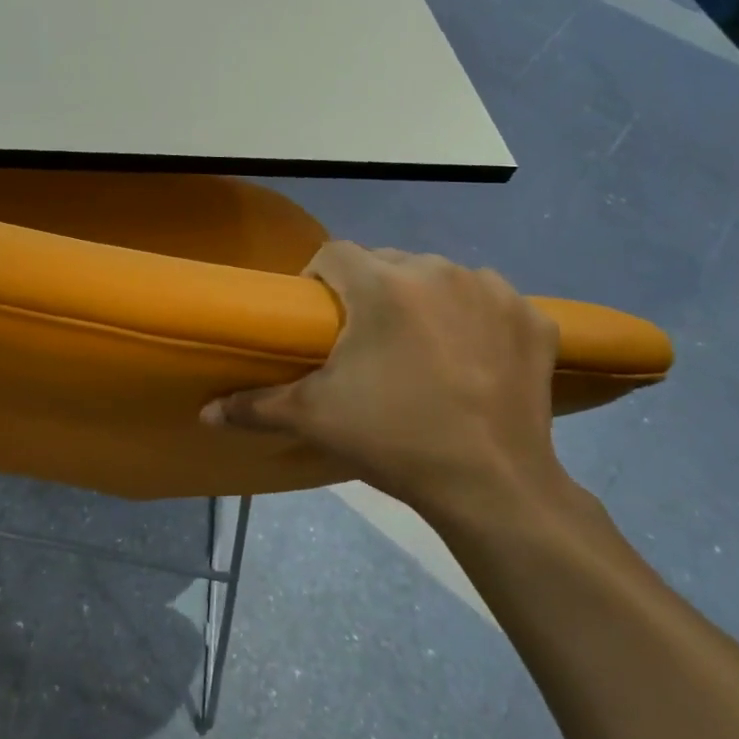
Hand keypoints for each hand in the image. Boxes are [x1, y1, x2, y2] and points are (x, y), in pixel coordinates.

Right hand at [201, 244, 566, 523]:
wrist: (494, 486)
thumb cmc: (394, 440)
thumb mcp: (315, 419)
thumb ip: (254, 405)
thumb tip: (205, 412)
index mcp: (382, 285)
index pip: (334, 253)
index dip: (319, 280)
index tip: (320, 319)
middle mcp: (437, 271)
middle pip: (386, 263)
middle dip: (370, 290)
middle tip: (367, 342)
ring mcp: (492, 291)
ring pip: (438, 277)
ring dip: (422, 300)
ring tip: (420, 349)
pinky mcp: (533, 318)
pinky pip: (489, 300)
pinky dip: (475, 318)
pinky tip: (472, 356)